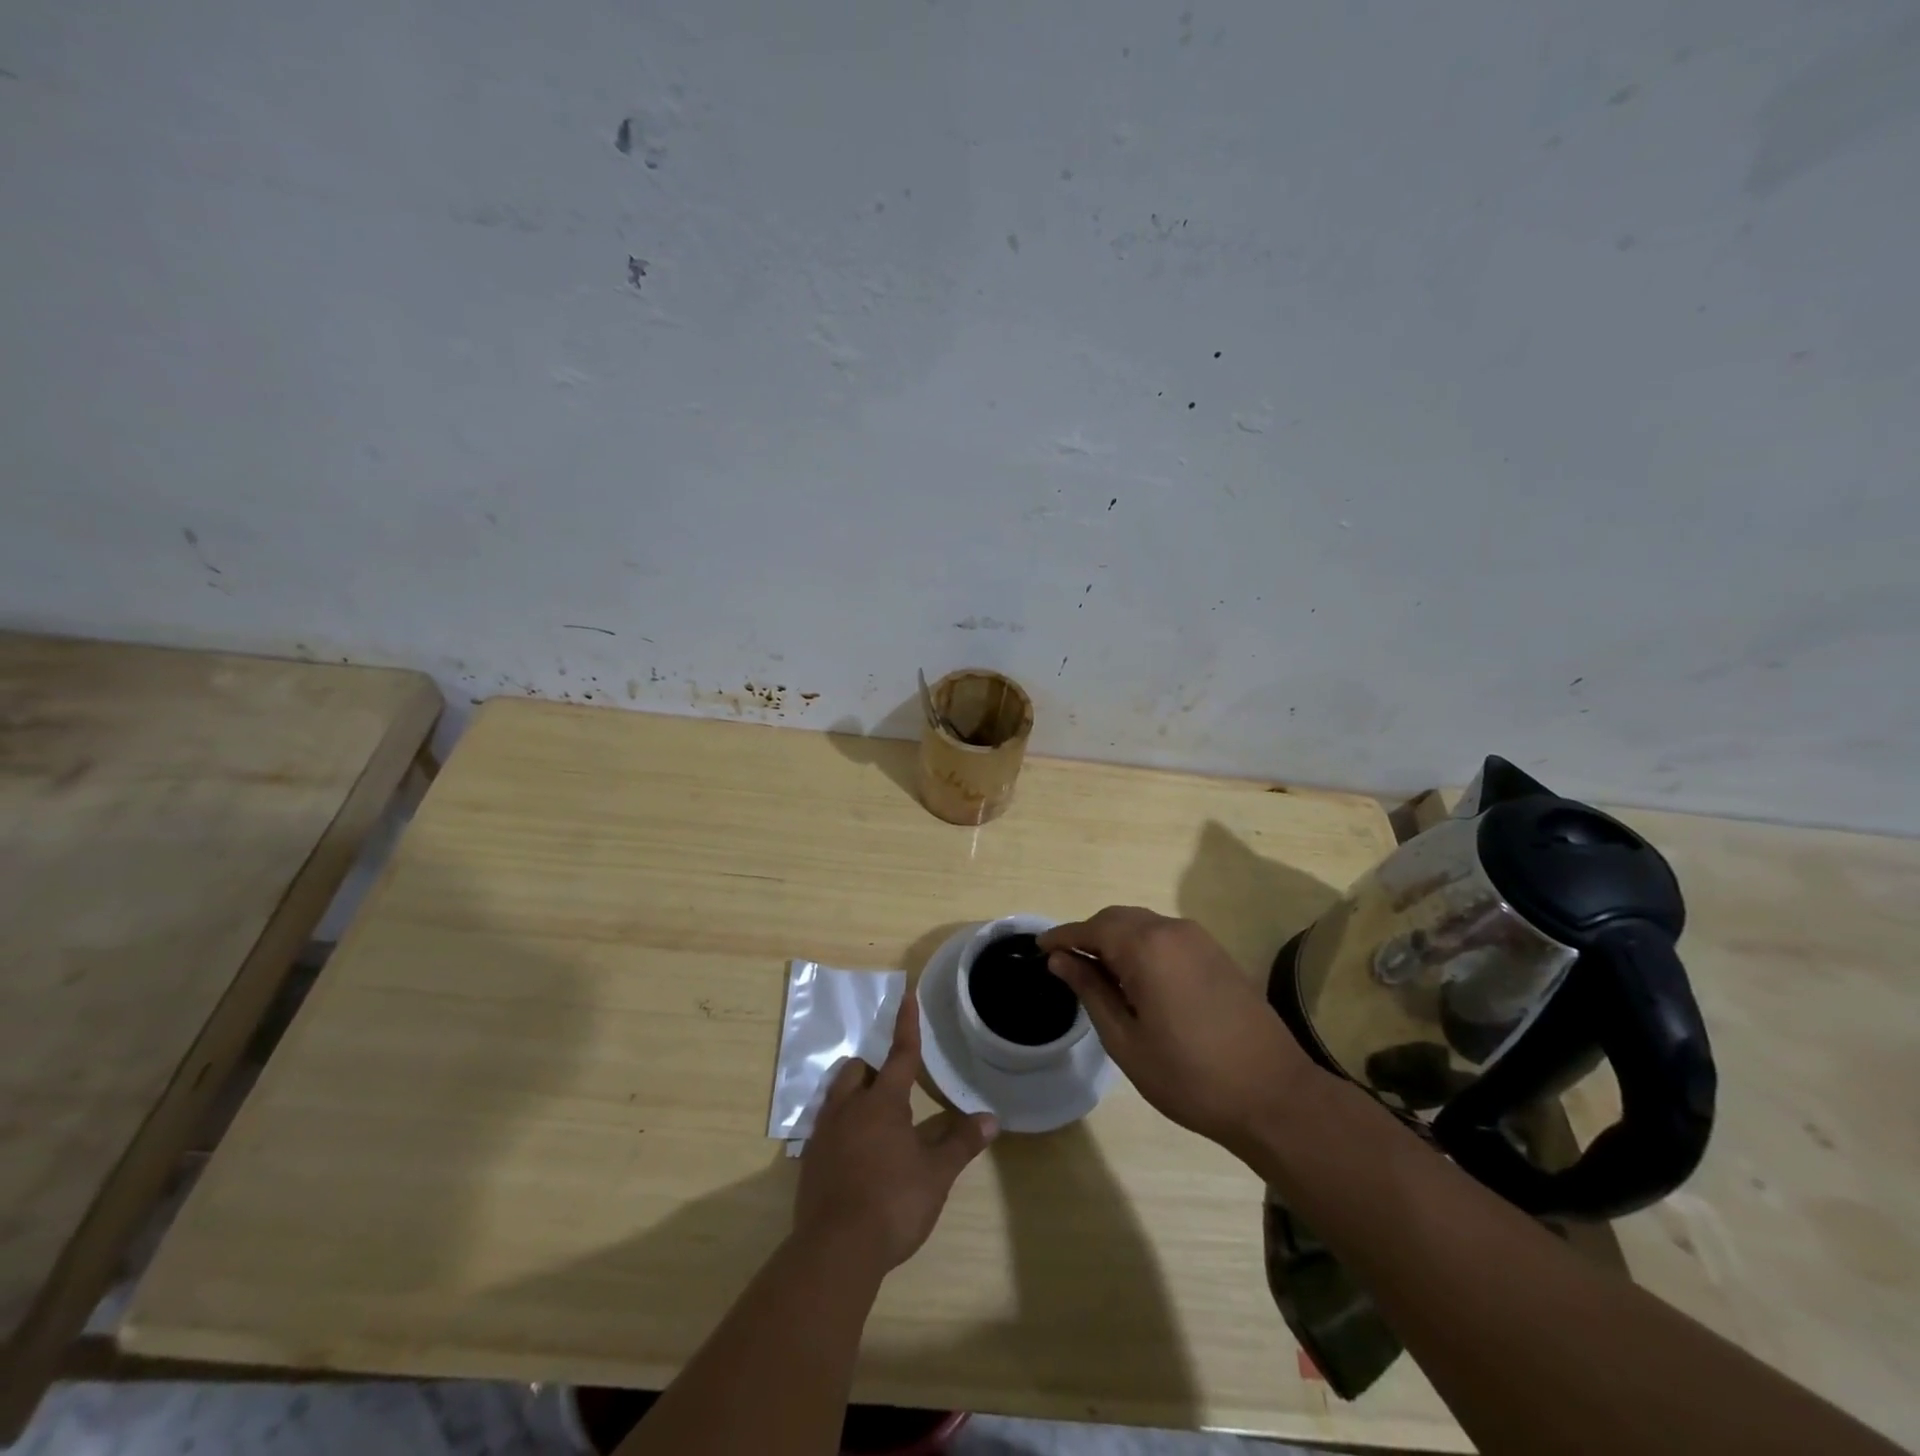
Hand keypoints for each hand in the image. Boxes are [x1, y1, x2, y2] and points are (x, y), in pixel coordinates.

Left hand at [793, 986, 997, 1274]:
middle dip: (873, 1069)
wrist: (836, 1250)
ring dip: (854, 1094)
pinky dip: (841, 1127)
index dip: (906, 1024)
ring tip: (873, 1118)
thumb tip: (991, 1119)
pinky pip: (825, 1126)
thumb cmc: (893, 1202)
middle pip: (857, 1070)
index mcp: (882, 1102)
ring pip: (837, 1095)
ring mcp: (824, 1133)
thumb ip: (961, 1144)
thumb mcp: (935, 1175)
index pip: (900, 1054)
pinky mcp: (810, 1160)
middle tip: (893, 1088)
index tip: (906, 994)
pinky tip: (854, 1153)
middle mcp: (849, 1108)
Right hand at [1039, 907, 1318, 1154]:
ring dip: (1116, 940)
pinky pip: (1166, 936)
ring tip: (1098, 974)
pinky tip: (1136, 979)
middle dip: (1088, 935)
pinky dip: (1142, 946)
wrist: (1273, 1095)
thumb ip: (1090, 991)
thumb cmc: (1189, 1076)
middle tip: (1066, 964)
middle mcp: (1172, 930)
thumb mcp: (1126, 1040)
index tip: (1038, 947)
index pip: (1091, 928)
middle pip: (1117, 919)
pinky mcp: (1216, 953)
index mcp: (1146, 947)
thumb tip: (1061, 960)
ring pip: (1142, 924)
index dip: (1062, 936)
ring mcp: (1199, 939)